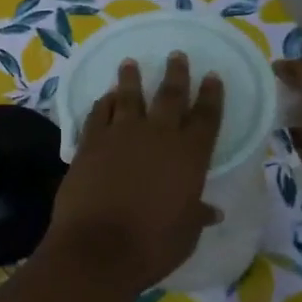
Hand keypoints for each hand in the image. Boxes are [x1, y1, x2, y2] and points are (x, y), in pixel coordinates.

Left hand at [45, 53, 223, 296]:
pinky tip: (103, 98)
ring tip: (130, 63)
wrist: (98, 247)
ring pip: (127, 97)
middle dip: (175, 74)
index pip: (206, 117)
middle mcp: (157, 135)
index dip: (211, 95)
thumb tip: (211, 211)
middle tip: (176, 55)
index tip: (212, 76)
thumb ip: (196, 214)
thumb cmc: (152, 245)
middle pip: (169, 96)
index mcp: (189, 155)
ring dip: (130, 79)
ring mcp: (120, 135)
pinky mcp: (89, 142)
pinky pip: (98, 114)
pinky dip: (102, 104)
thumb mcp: (185, 234)